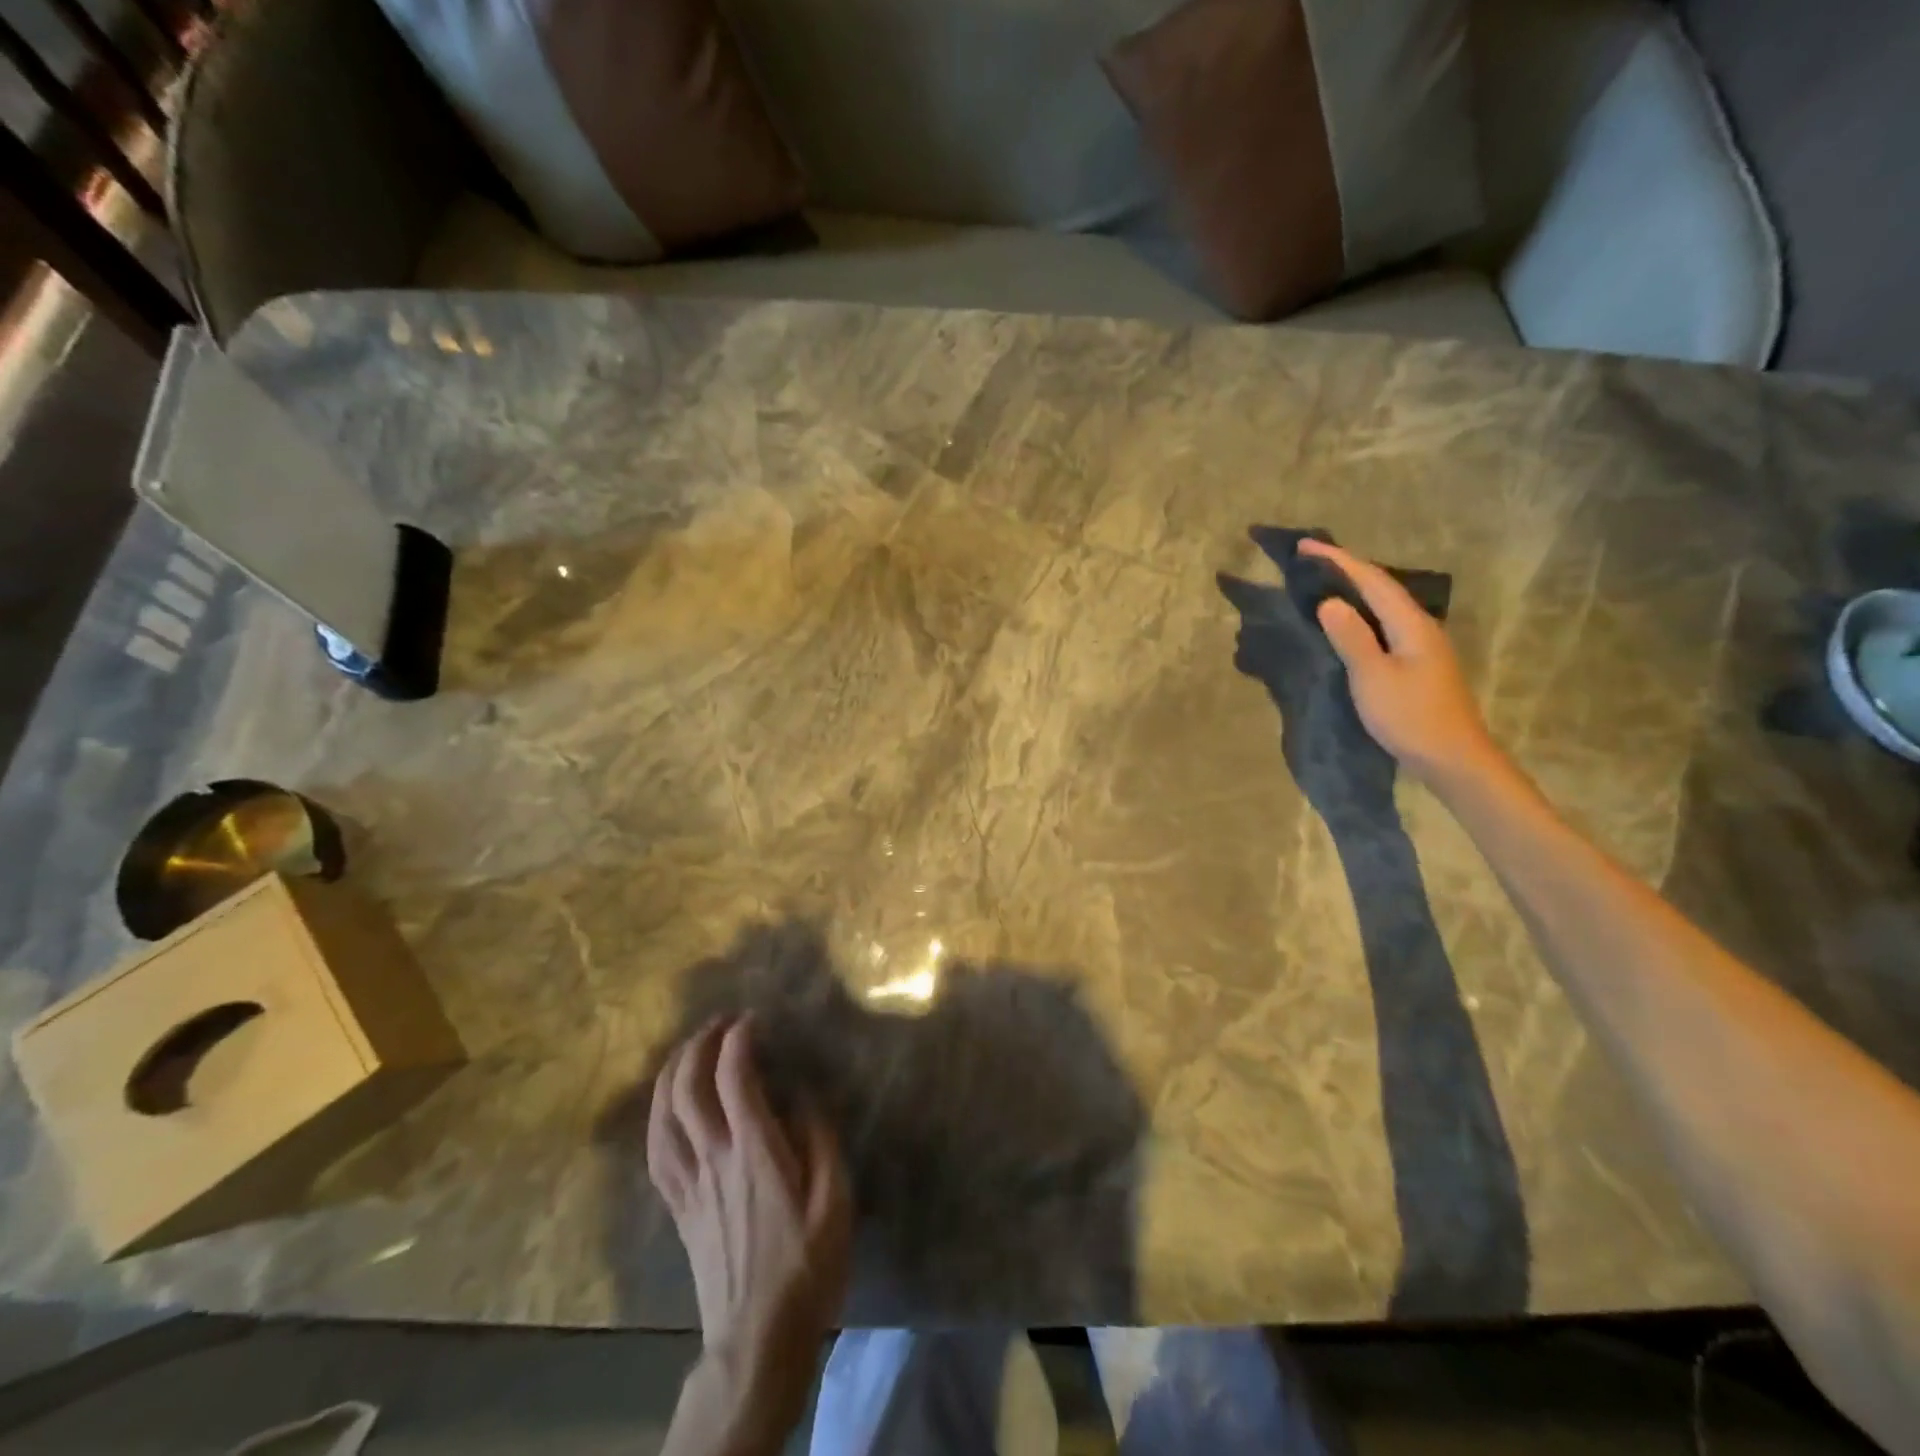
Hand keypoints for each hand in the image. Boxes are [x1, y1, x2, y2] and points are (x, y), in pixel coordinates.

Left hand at [650, 1017, 850, 1453]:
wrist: (757, 1339)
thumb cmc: (806, 1266)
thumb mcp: (835, 1201)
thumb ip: (820, 1140)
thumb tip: (804, 1094)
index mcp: (755, 1152)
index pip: (734, 1078)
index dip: (738, 1040)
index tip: (752, 1019)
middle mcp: (714, 1159)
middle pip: (688, 1088)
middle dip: (699, 1045)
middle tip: (719, 1023)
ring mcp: (690, 1184)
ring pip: (663, 1116)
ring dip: (672, 1073)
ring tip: (688, 1049)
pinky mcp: (678, 1208)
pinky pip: (656, 1152)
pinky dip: (657, 1116)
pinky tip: (666, 1105)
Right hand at [1300, 540, 1501, 787]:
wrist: (1453, 759)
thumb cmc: (1411, 718)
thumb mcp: (1373, 678)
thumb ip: (1351, 638)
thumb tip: (1329, 602)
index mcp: (1411, 624)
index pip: (1371, 580)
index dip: (1338, 559)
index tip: (1306, 545)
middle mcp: (1420, 626)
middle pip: (1381, 587)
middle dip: (1346, 569)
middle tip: (1311, 560)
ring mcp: (1422, 646)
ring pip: (1383, 605)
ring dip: (1354, 590)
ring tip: (1324, 583)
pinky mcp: (1417, 663)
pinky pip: (1384, 625)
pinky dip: (1361, 614)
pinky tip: (1348, 622)